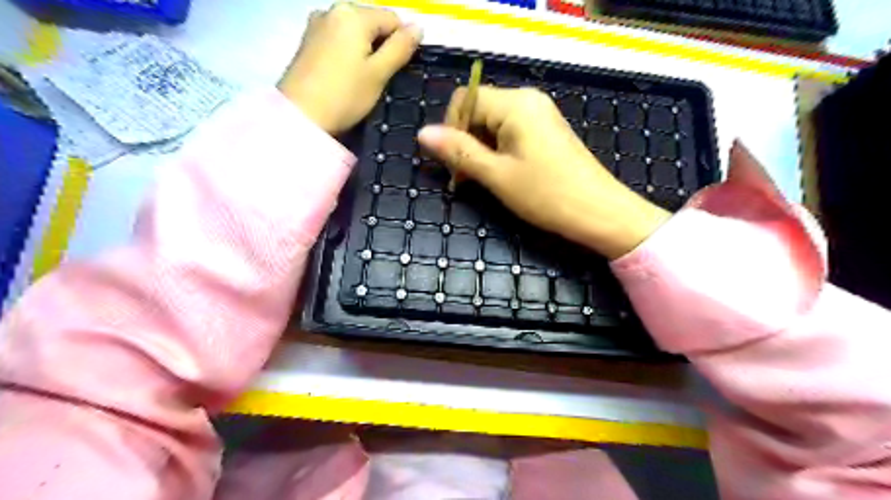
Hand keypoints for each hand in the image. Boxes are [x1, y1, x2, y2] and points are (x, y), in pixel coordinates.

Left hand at [277, 3, 420, 133]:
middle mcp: (333, 10)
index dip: (403, 43)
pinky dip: (349, 54)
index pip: (393, 19)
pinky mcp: (308, 41)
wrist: (300, 116)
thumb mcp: (379, 74)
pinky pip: (339, 40)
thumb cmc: (344, 96)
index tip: (400, 70)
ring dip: (366, 51)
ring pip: (355, 32)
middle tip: (382, 78)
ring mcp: (317, 24)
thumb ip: (400, 48)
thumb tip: (418, 27)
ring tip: (364, 79)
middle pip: (372, 22)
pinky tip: (347, 76)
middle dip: (382, 46)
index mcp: (353, 14)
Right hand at [417, 86, 668, 258]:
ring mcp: (539, 114)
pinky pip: (510, 131)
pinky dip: (497, 150)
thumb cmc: (546, 194)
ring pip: (493, 123)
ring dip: (480, 149)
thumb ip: (459, 151)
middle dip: (465, 141)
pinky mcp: (546, 130)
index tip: (454, 164)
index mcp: (515, 104)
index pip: (465, 100)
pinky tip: (502, 173)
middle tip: (466, 177)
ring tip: (483, 179)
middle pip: (478, 109)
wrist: (599, 212)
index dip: (451, 129)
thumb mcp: (497, 175)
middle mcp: (527, 100)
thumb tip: (422, 133)